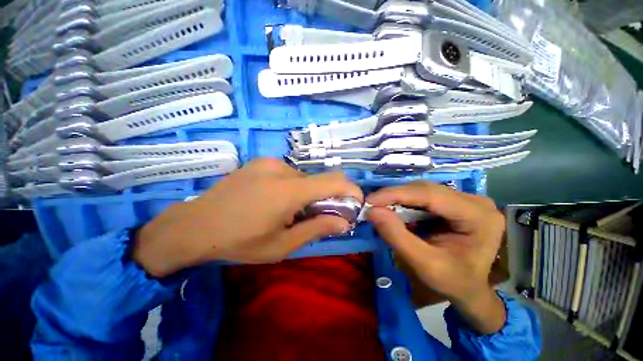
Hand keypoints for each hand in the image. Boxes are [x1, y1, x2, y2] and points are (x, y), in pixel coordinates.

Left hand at [133, 158, 362, 277]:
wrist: (194, 226)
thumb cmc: (239, 241)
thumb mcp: (281, 245)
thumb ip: (316, 229)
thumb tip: (344, 222)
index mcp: (289, 190)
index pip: (333, 181)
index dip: (350, 190)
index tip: (355, 203)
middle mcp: (282, 169)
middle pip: (318, 180)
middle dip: (326, 197)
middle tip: (318, 216)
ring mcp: (269, 162)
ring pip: (303, 177)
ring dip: (307, 193)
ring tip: (290, 211)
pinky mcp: (260, 162)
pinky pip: (288, 173)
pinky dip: (293, 186)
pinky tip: (275, 200)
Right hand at [366, 182, 505, 333]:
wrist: (470, 290)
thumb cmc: (453, 282)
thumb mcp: (423, 264)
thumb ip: (396, 236)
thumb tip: (372, 211)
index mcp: (477, 216)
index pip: (430, 195)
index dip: (396, 194)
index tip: (370, 200)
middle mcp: (475, 201)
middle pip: (426, 189)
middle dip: (395, 196)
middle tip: (371, 205)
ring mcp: (466, 199)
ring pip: (422, 190)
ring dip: (398, 198)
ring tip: (380, 208)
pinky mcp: (454, 202)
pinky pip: (424, 196)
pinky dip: (405, 203)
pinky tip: (395, 211)